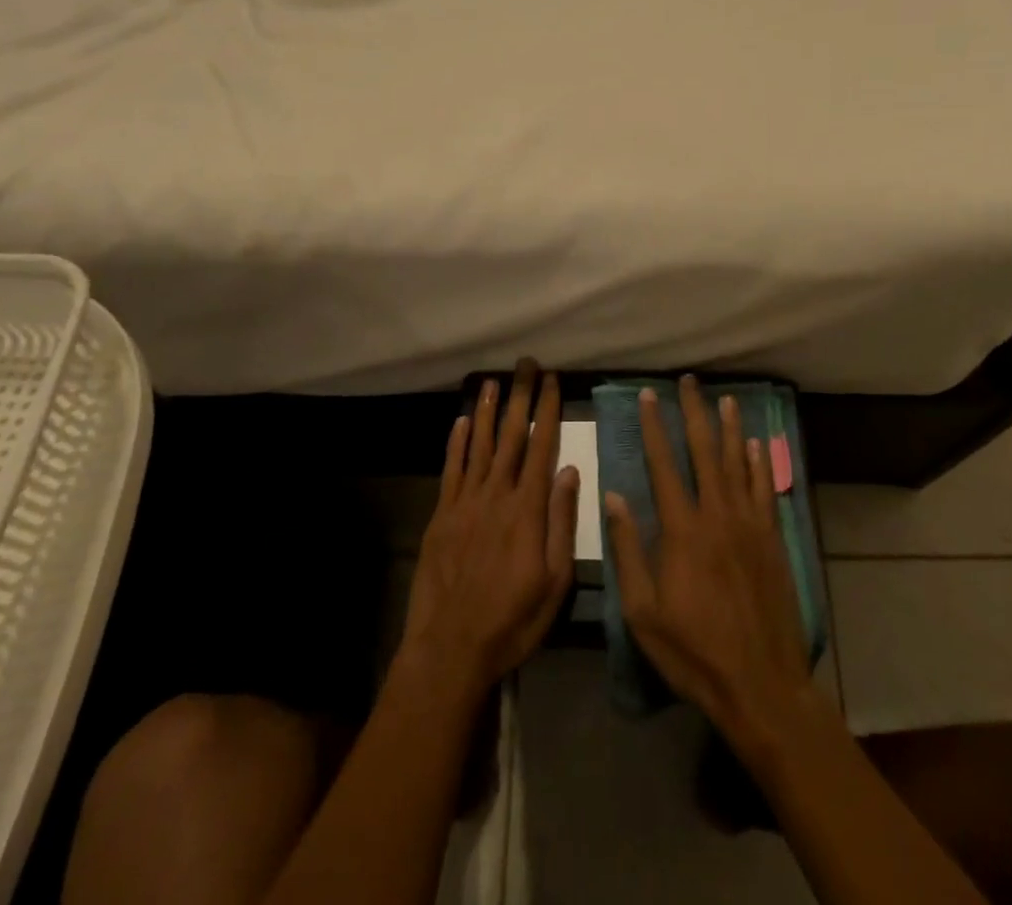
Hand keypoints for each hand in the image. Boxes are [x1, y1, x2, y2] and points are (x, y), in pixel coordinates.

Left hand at [399, 361, 579, 698]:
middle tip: (526, 364)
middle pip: (512, 436)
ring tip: (493, 380)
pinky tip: (462, 421)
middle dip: (520, 396)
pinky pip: (451, 469)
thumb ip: (561, 522)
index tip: (553, 380)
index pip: (542, 446)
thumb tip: (569, 470)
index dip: (548, 410)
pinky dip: (457, 442)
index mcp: (528, 509)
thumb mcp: (555, 581)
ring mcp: (465, 502)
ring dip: (488, 410)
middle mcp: (497, 494)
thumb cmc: (512, 619)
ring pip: (480, 444)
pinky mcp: (441, 515)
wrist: (450, 647)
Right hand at [604, 376, 813, 750]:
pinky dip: (758, 463)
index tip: (648, 395)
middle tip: (688, 381)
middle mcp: (717, 515)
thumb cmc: (693, 651)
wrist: (760, 683)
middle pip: (704, 452)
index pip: (663, 465)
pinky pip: (764, 490)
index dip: (654, 427)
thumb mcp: (643, 611)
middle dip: (694, 413)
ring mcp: (749, 525)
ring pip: (737, 463)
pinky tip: (754, 444)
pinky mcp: (772, 540)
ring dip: (729, 428)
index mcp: (682, 530)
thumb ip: (628, 550)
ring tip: (724, 398)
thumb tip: (613, 497)